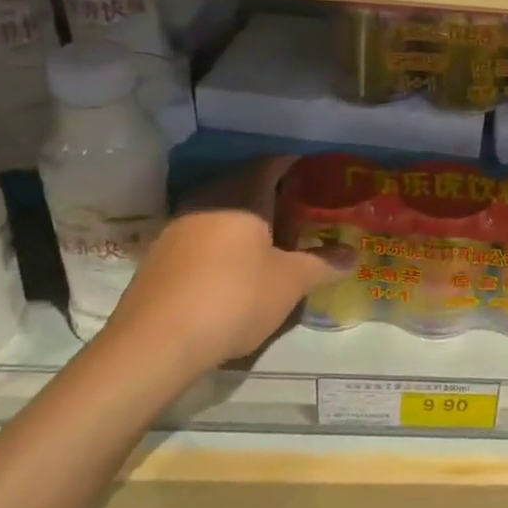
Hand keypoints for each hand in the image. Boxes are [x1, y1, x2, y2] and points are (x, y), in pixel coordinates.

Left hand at [102, 158, 352, 373]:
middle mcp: (207, 201)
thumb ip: (323, 264)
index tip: (317, 176)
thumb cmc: (234, 297)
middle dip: (274, 196)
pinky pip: (202, 237)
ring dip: (247, 222)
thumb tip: (353, 255)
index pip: (272, 163)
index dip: (296, 166)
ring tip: (274, 244)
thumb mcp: (290, 282)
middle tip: (302, 213)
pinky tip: (236, 270)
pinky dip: (224, 243)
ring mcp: (178, 228)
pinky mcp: (159, 258)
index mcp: (241, 195)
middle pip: (245, 186)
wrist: (154, 344)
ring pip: (221, 212)